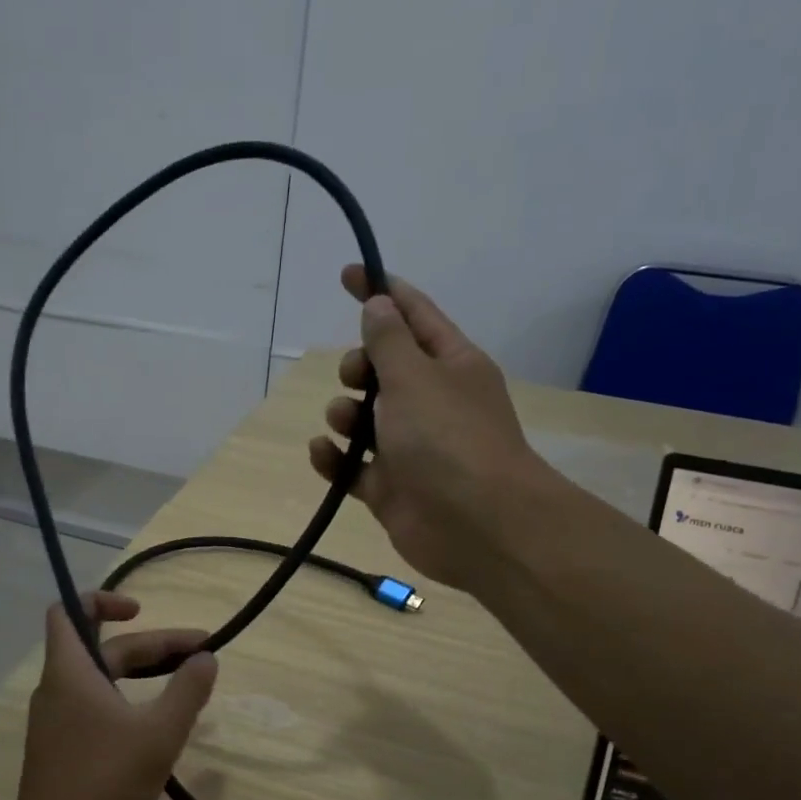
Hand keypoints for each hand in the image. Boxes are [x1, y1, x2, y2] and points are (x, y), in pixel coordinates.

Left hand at [8, 591, 217, 799]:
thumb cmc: (105, 781)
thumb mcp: (159, 734)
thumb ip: (187, 691)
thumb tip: (206, 657)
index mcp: (69, 672)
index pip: (69, 612)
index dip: (103, 600)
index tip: (141, 611)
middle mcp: (57, 690)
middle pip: (103, 650)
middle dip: (152, 647)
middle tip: (201, 655)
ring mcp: (56, 723)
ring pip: (101, 681)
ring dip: (142, 674)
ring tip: (186, 682)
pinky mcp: (62, 750)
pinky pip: (96, 707)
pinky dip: (127, 701)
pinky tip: (157, 722)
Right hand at [309, 266, 547, 592]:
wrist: (477, 525)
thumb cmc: (448, 439)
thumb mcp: (415, 377)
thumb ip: (389, 341)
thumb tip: (378, 304)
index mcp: (450, 365)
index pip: (413, 315)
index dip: (381, 292)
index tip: (348, 274)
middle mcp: (432, 402)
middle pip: (383, 369)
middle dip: (358, 367)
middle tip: (358, 378)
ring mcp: (410, 447)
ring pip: (363, 419)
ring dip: (344, 414)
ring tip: (348, 426)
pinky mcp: (390, 487)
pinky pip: (352, 466)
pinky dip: (335, 458)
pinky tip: (324, 453)